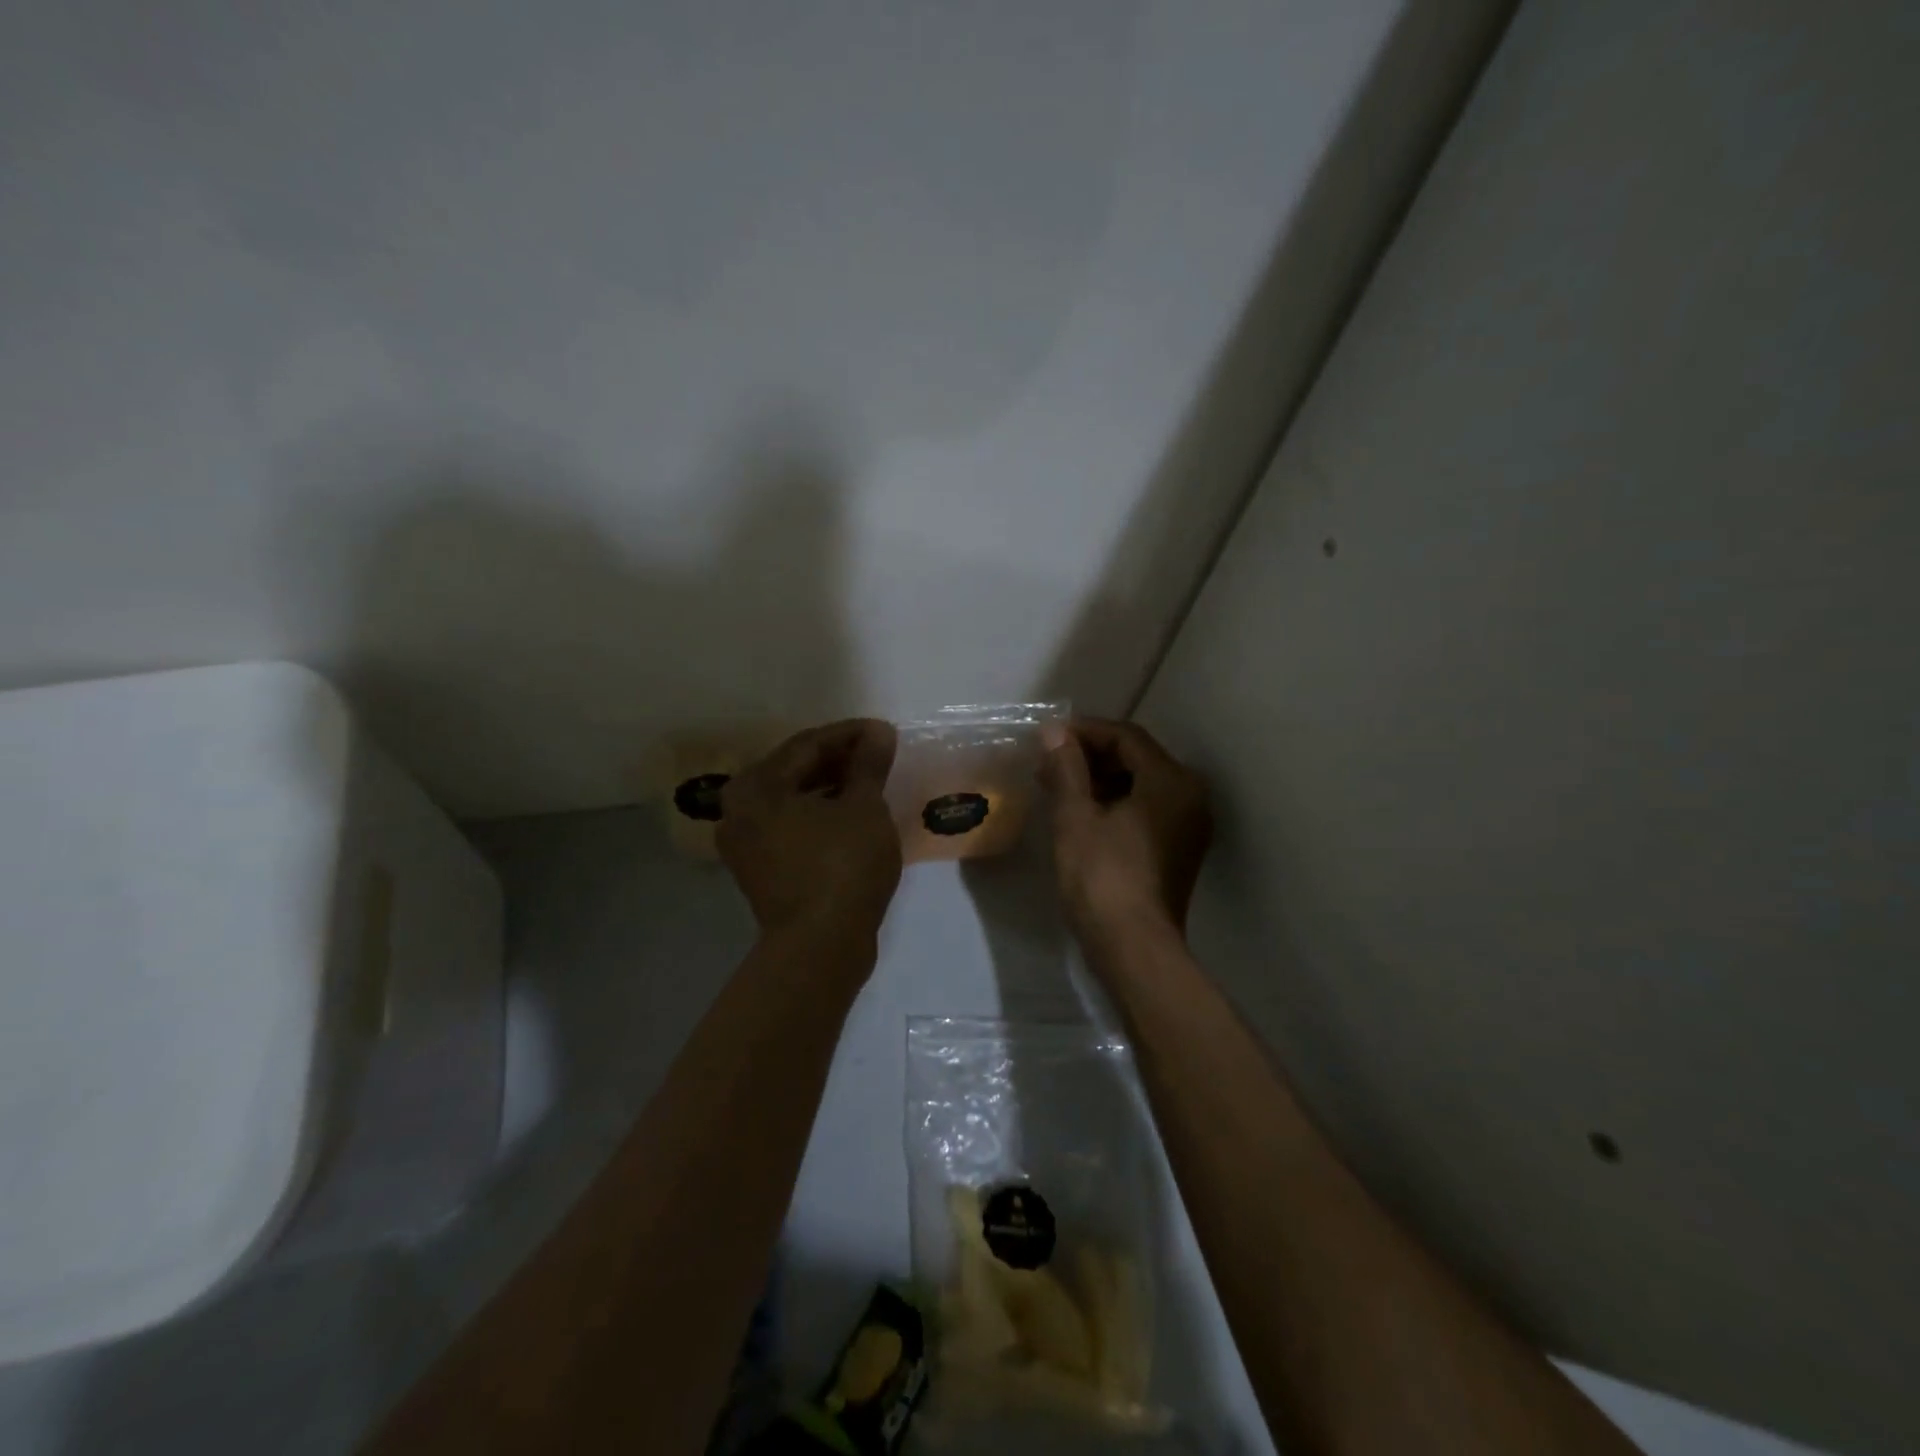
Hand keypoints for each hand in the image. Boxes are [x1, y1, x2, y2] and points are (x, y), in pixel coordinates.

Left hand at [718, 719, 902, 946]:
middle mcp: (738, 809)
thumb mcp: (864, 807)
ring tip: (870, 781)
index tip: (885, 732)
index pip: (808, 744)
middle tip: (878, 754)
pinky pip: (790, 826)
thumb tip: (879, 733)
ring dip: (830, 786)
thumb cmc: (843, 865)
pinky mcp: (759, 869)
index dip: (851, 735)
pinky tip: (850, 813)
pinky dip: (819, 814)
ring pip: (793, 799)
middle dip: (839, 759)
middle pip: (795, 770)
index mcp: (756, 786)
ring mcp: (745, 843)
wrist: (821, 946)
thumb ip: (868, 764)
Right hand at [1038, 718, 1212, 948]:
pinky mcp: (1180, 849)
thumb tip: (1055, 732)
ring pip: (1142, 784)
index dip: (1085, 732)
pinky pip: (1148, 809)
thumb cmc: (1102, 877)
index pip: (1126, 737)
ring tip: (1059, 787)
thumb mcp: (1075, 817)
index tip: (1049, 738)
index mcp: (1170, 781)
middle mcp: (1190, 795)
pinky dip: (1117, 802)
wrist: (1135, 948)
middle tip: (1049, 764)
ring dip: (1101, 780)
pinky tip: (1083, 813)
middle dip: (1091, 756)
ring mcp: (1189, 825)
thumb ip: (1066, 768)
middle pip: (1138, 758)